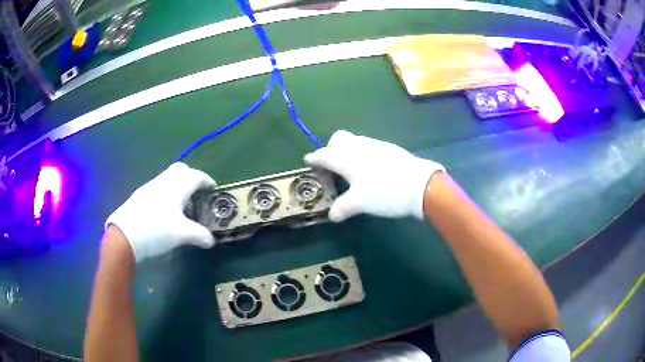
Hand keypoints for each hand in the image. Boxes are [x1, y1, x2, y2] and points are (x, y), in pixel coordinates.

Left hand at [105, 163, 215, 261]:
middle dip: (191, 177)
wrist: (125, 235)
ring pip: (168, 178)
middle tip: (197, 193)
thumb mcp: (181, 234)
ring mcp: (150, 187)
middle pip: (180, 170)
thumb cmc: (156, 229)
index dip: (207, 181)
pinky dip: (167, 193)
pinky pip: (159, 187)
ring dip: (178, 186)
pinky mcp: (140, 195)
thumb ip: (199, 235)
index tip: (213, 189)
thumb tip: (211, 240)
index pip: (196, 176)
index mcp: (177, 186)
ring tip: (182, 205)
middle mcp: (164, 181)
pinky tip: (165, 210)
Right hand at [304, 130, 443, 221]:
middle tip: (331, 165)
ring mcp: (376, 145)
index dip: (314, 158)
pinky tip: (370, 169)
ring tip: (351, 169)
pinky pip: (369, 146)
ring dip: (347, 150)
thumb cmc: (385, 192)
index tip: (308, 161)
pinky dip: (362, 154)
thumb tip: (332, 216)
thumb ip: (342, 208)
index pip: (324, 154)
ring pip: (355, 141)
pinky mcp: (390, 149)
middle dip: (331, 148)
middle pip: (338, 138)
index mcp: (347, 158)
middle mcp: (359, 146)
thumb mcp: (360, 203)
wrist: (420, 185)